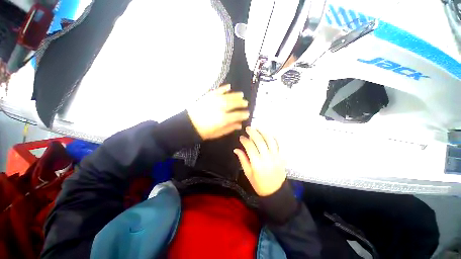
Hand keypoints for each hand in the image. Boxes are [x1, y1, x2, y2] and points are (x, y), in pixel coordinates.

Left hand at [187, 84, 249, 139]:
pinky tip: (229, 86)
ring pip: (228, 96)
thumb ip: (229, 128)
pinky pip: (217, 91)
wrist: (188, 125)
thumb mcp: (217, 133)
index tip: (248, 114)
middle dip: (241, 103)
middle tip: (246, 103)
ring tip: (242, 95)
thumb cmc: (203, 132)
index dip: (243, 114)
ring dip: (235, 95)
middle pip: (233, 104)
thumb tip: (239, 124)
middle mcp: (220, 108)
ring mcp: (213, 101)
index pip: (237, 115)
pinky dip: (224, 88)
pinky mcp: (207, 96)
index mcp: (222, 119)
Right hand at [234, 127, 285, 195]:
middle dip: (253, 132)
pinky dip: (274, 137)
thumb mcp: (248, 174)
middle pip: (260, 141)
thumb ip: (243, 160)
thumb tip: (236, 149)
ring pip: (270, 140)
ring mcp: (276, 157)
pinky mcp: (282, 157)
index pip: (250, 147)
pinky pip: (279, 144)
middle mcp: (267, 158)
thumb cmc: (259, 184)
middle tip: (248, 128)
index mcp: (257, 164)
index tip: (241, 137)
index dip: (245, 140)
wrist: (275, 192)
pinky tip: (269, 133)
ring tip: (257, 128)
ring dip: (263, 132)